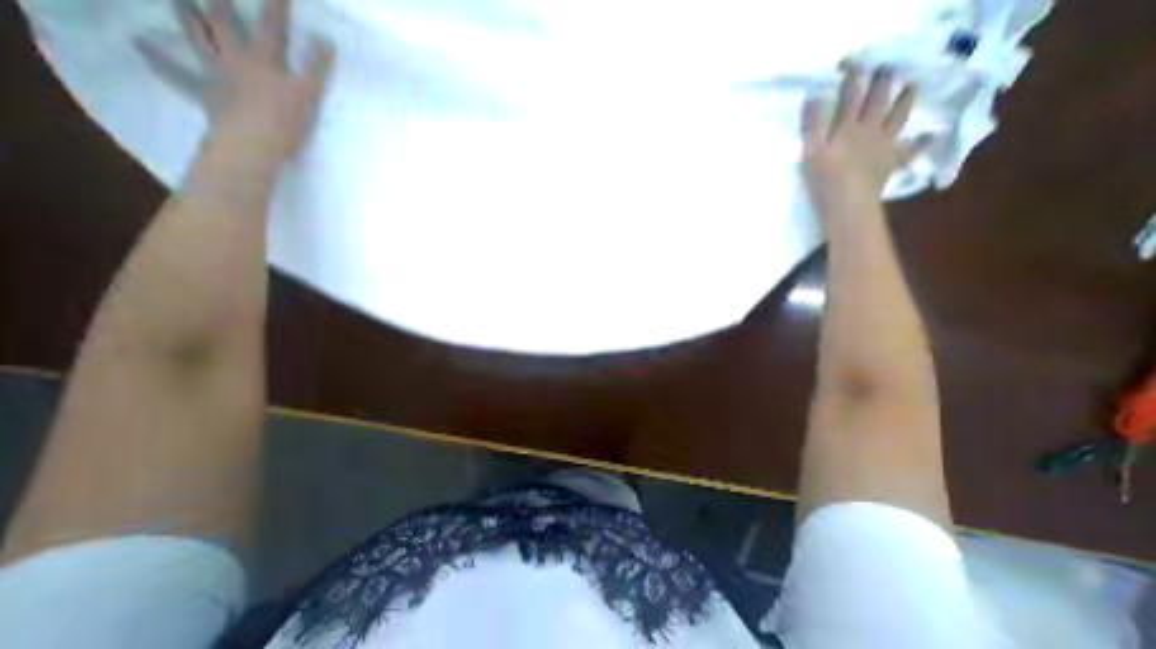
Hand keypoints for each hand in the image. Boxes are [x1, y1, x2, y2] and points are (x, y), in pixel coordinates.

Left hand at [140, 1, 334, 163]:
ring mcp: (217, 73)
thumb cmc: (286, 123)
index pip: (273, 29)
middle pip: (223, 22)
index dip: (277, 8)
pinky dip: (159, 60)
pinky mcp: (205, 91)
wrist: (252, 144)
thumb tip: (325, 40)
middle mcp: (237, 59)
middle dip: (218, 1)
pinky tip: (142, 46)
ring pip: (198, 37)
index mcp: (265, 62)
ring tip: (179, 1)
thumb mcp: (309, 97)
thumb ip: (316, 69)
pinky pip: (177, 73)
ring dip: (187, 16)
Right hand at [805, 67, 928, 207]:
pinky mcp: (891, 163)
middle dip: (883, 82)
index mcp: (848, 128)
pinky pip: (911, 150)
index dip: (852, 79)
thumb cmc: (825, 182)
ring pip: (899, 117)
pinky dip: (921, 143)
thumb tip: (815, 97)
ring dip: (906, 100)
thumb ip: (812, 126)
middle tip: (888, 68)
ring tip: (912, 87)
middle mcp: (871, 130)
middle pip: (879, 101)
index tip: (853, 65)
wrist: (848, 206)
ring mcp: (885, 146)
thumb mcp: (811, 155)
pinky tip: (929, 136)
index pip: (851, 97)